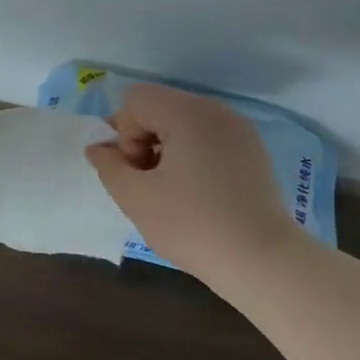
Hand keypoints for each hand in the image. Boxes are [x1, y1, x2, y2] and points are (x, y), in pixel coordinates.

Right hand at [85, 84, 298, 283]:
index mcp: (188, 113)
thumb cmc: (191, 225)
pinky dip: (191, 155)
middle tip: (150, 183)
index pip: (136, 100)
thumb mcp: (135, 197)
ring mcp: (239, 129)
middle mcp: (216, 111)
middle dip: (143, 140)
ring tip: (172, 191)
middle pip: (160, 107)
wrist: (260, 259)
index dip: (125, 134)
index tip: (137, 172)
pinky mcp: (252, 150)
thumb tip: (99, 148)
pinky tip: (197, 193)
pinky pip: (207, 138)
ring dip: (166, 149)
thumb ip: (109, 165)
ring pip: (183, 123)